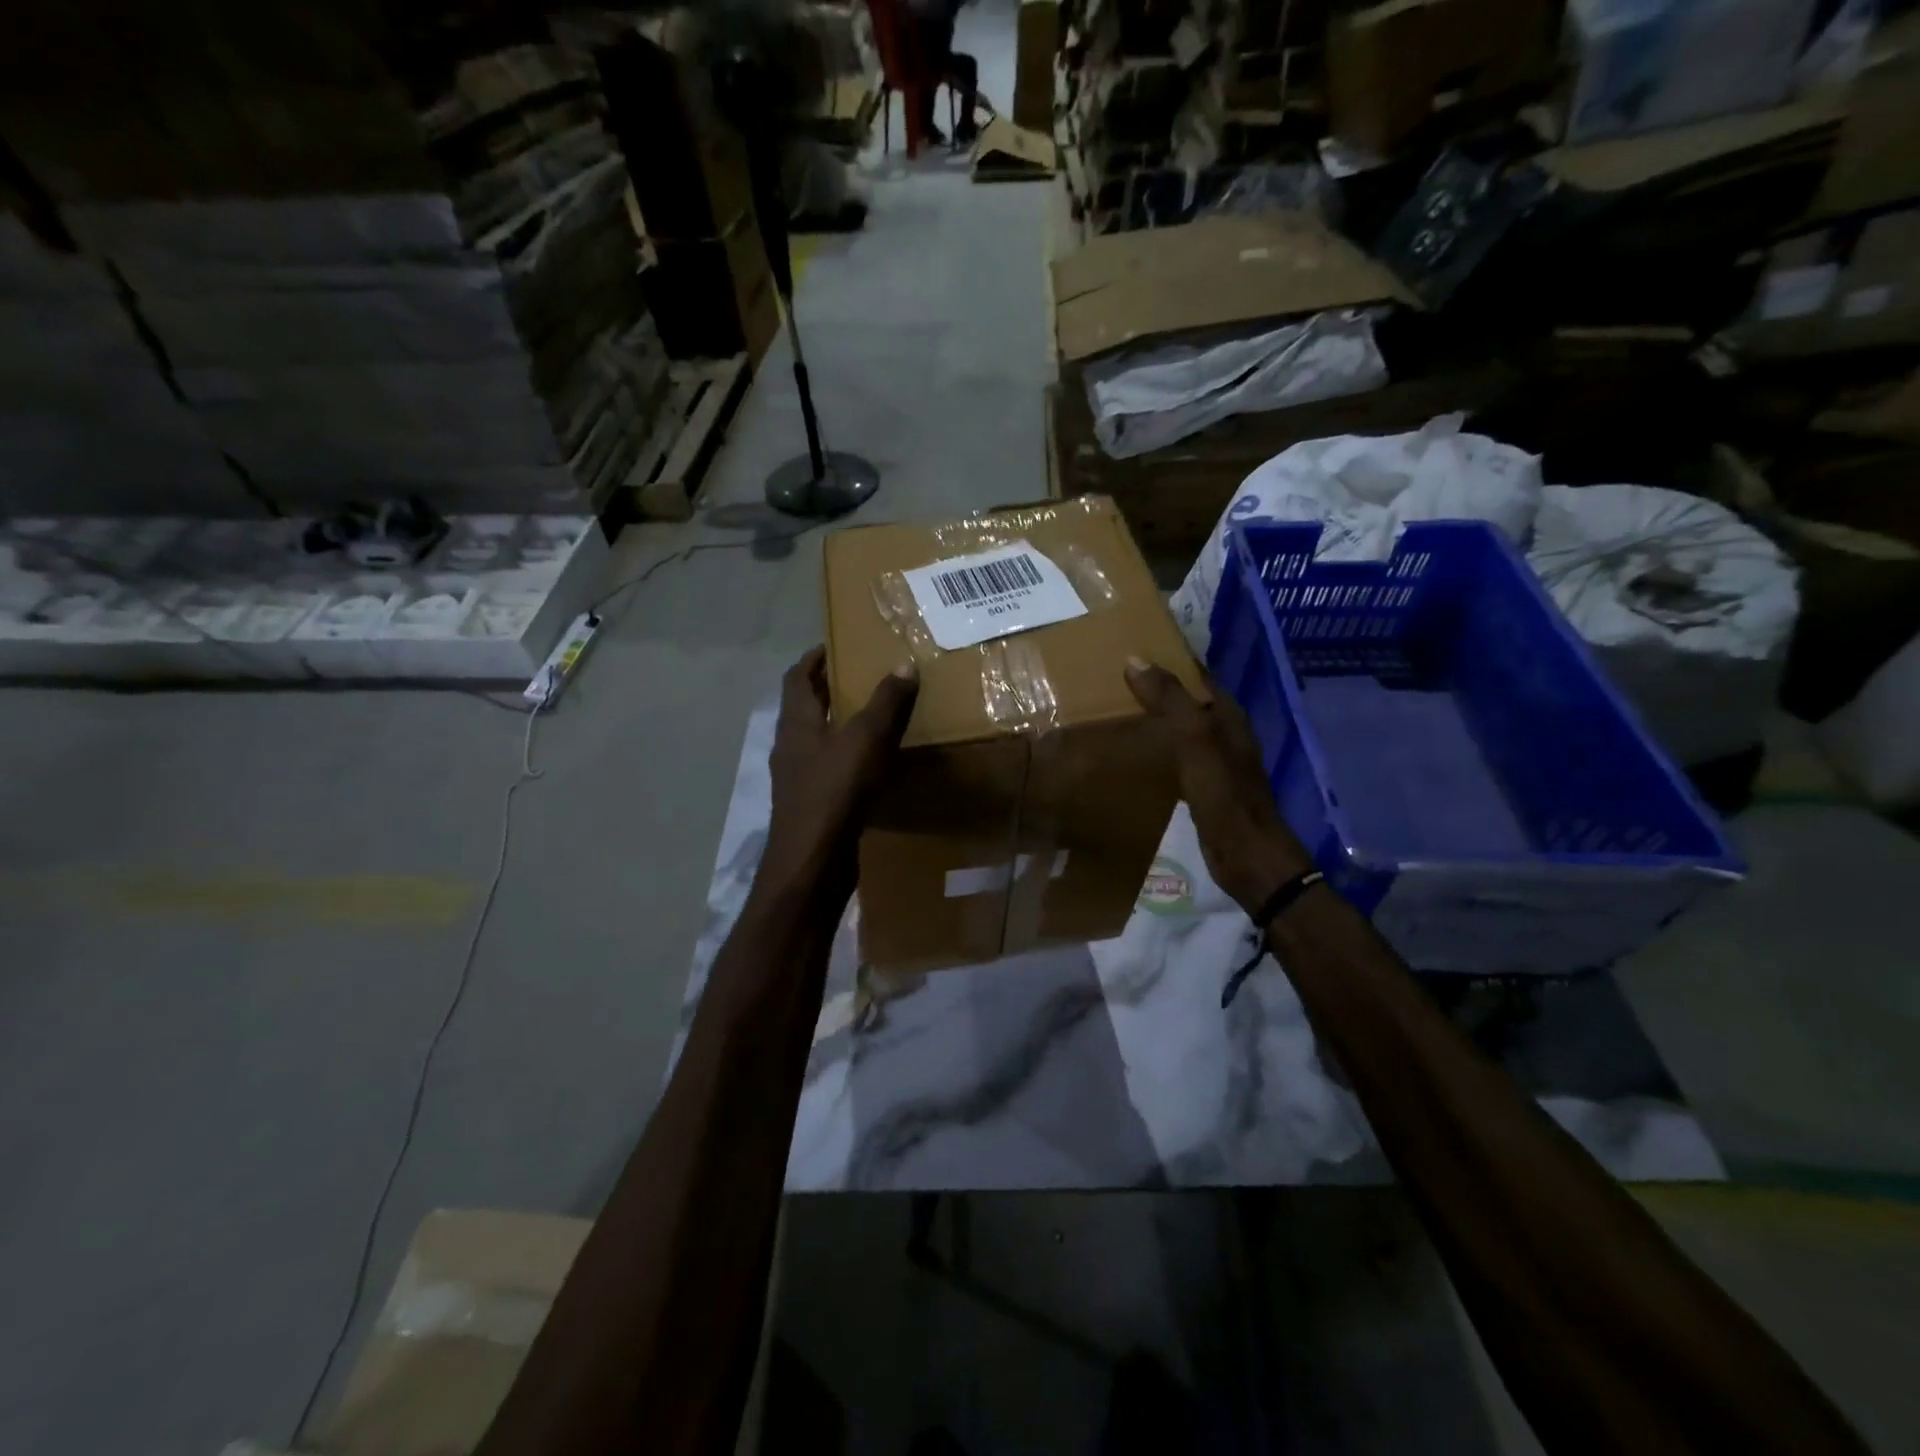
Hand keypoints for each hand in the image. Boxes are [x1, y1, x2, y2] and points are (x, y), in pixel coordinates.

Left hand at [762, 647, 918, 896]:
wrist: (813, 861)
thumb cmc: (834, 791)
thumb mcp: (866, 739)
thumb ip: (886, 702)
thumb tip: (904, 664)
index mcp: (796, 723)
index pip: (796, 678)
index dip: (812, 659)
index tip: (833, 647)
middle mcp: (790, 747)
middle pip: (803, 709)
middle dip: (827, 691)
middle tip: (859, 678)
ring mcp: (797, 779)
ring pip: (815, 741)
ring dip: (836, 726)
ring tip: (870, 719)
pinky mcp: (810, 806)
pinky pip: (826, 770)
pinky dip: (844, 759)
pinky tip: (870, 766)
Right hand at [1125, 657, 1312, 917]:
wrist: (1247, 855)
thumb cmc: (1224, 794)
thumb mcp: (1196, 740)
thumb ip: (1170, 700)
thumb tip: (1135, 659)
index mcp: (1229, 716)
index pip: (1199, 676)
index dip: (1171, 661)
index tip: (1135, 652)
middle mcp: (1227, 734)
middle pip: (1192, 701)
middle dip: (1162, 689)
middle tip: (1119, 680)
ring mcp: (1218, 763)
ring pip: (1185, 729)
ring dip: (1160, 719)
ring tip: (1122, 711)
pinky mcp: (1207, 788)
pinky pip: (1180, 757)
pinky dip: (1161, 748)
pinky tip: (1140, 753)